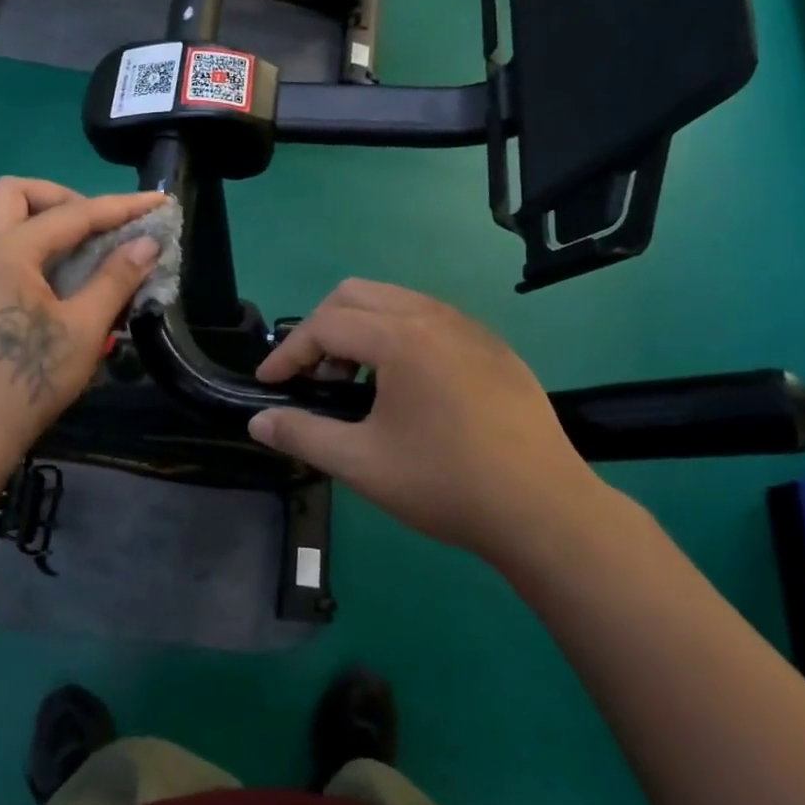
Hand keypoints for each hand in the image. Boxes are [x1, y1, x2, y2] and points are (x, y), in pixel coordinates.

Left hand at [0, 178, 166, 470]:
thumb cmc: (28, 381)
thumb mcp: (83, 330)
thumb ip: (115, 278)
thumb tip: (147, 243)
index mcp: (5, 252)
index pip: (71, 214)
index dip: (120, 207)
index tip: (156, 202)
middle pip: (16, 194)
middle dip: (63, 198)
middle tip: (99, 226)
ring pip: (2, 219)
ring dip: (45, 220)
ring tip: (86, 250)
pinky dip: (31, 245)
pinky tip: (60, 278)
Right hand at [248, 279, 607, 562]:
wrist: (545, 509)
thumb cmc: (446, 483)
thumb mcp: (362, 463)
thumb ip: (303, 434)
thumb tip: (258, 421)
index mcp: (401, 337)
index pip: (325, 324)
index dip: (288, 352)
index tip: (268, 383)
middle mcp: (434, 316)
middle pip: (356, 294)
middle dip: (322, 329)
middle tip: (314, 377)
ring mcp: (469, 327)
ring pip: (395, 301)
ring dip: (360, 329)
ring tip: (356, 384)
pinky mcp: (493, 346)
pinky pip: (429, 319)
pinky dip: (397, 336)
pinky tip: (405, 388)